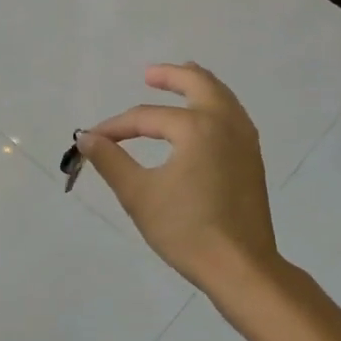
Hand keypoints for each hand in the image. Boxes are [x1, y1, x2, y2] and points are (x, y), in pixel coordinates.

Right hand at [80, 64, 278, 293]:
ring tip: (181, 84)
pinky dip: (216, 106)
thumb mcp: (139, 195)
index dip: (117, 127)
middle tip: (150, 74)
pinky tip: (204, 121)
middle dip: (172, 76)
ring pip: (222, 97)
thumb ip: (111, 161)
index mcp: (197, 127)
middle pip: (199, 85)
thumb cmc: (186, 230)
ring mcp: (245, 140)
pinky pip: (233, 116)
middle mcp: (226, 123)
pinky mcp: (253, 159)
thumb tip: (87, 137)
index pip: (148, 117)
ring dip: (199, 87)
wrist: (240, 266)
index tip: (93, 139)